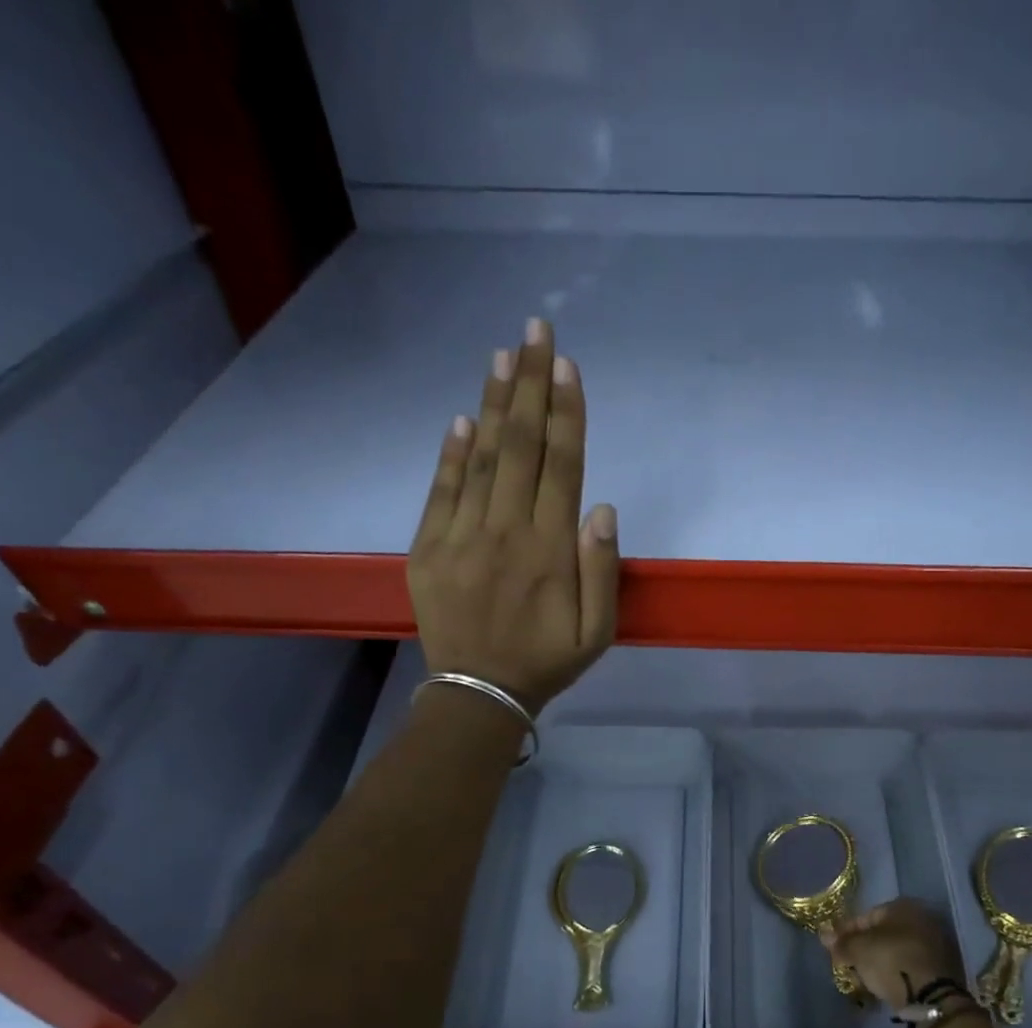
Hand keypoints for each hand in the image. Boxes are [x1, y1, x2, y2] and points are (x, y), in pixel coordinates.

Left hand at [407, 317, 618, 714]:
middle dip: (530, 384)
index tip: (566, 364)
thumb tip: (601, 507)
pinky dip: (452, 453)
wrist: (478, 693)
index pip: (562, 466)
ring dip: (494, 403)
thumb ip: (603, 571)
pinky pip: (441, 491)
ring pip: (482, 459)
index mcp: (551, 551)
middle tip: (535, 329)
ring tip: (502, 355)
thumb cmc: (546, 662)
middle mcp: (506, 532)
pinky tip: (464, 418)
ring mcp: (462, 537)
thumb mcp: (597, 633)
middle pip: (522, 447)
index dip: (566, 413)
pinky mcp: (428, 549)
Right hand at [819, 899, 964, 1011]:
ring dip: (880, 961)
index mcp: (902, 906)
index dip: (846, 933)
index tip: (833, 949)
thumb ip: (841, 942)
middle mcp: (922, 917)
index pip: (865, 917)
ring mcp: (936, 942)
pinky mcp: (943, 966)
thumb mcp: (858, 950)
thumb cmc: (891, 961)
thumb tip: (824, 934)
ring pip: (897, 950)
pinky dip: (897, 972)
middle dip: (864, 948)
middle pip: (883, 934)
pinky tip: (884, 985)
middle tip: (847, 965)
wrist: (932, 996)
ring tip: (864, 978)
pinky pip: (910, 965)